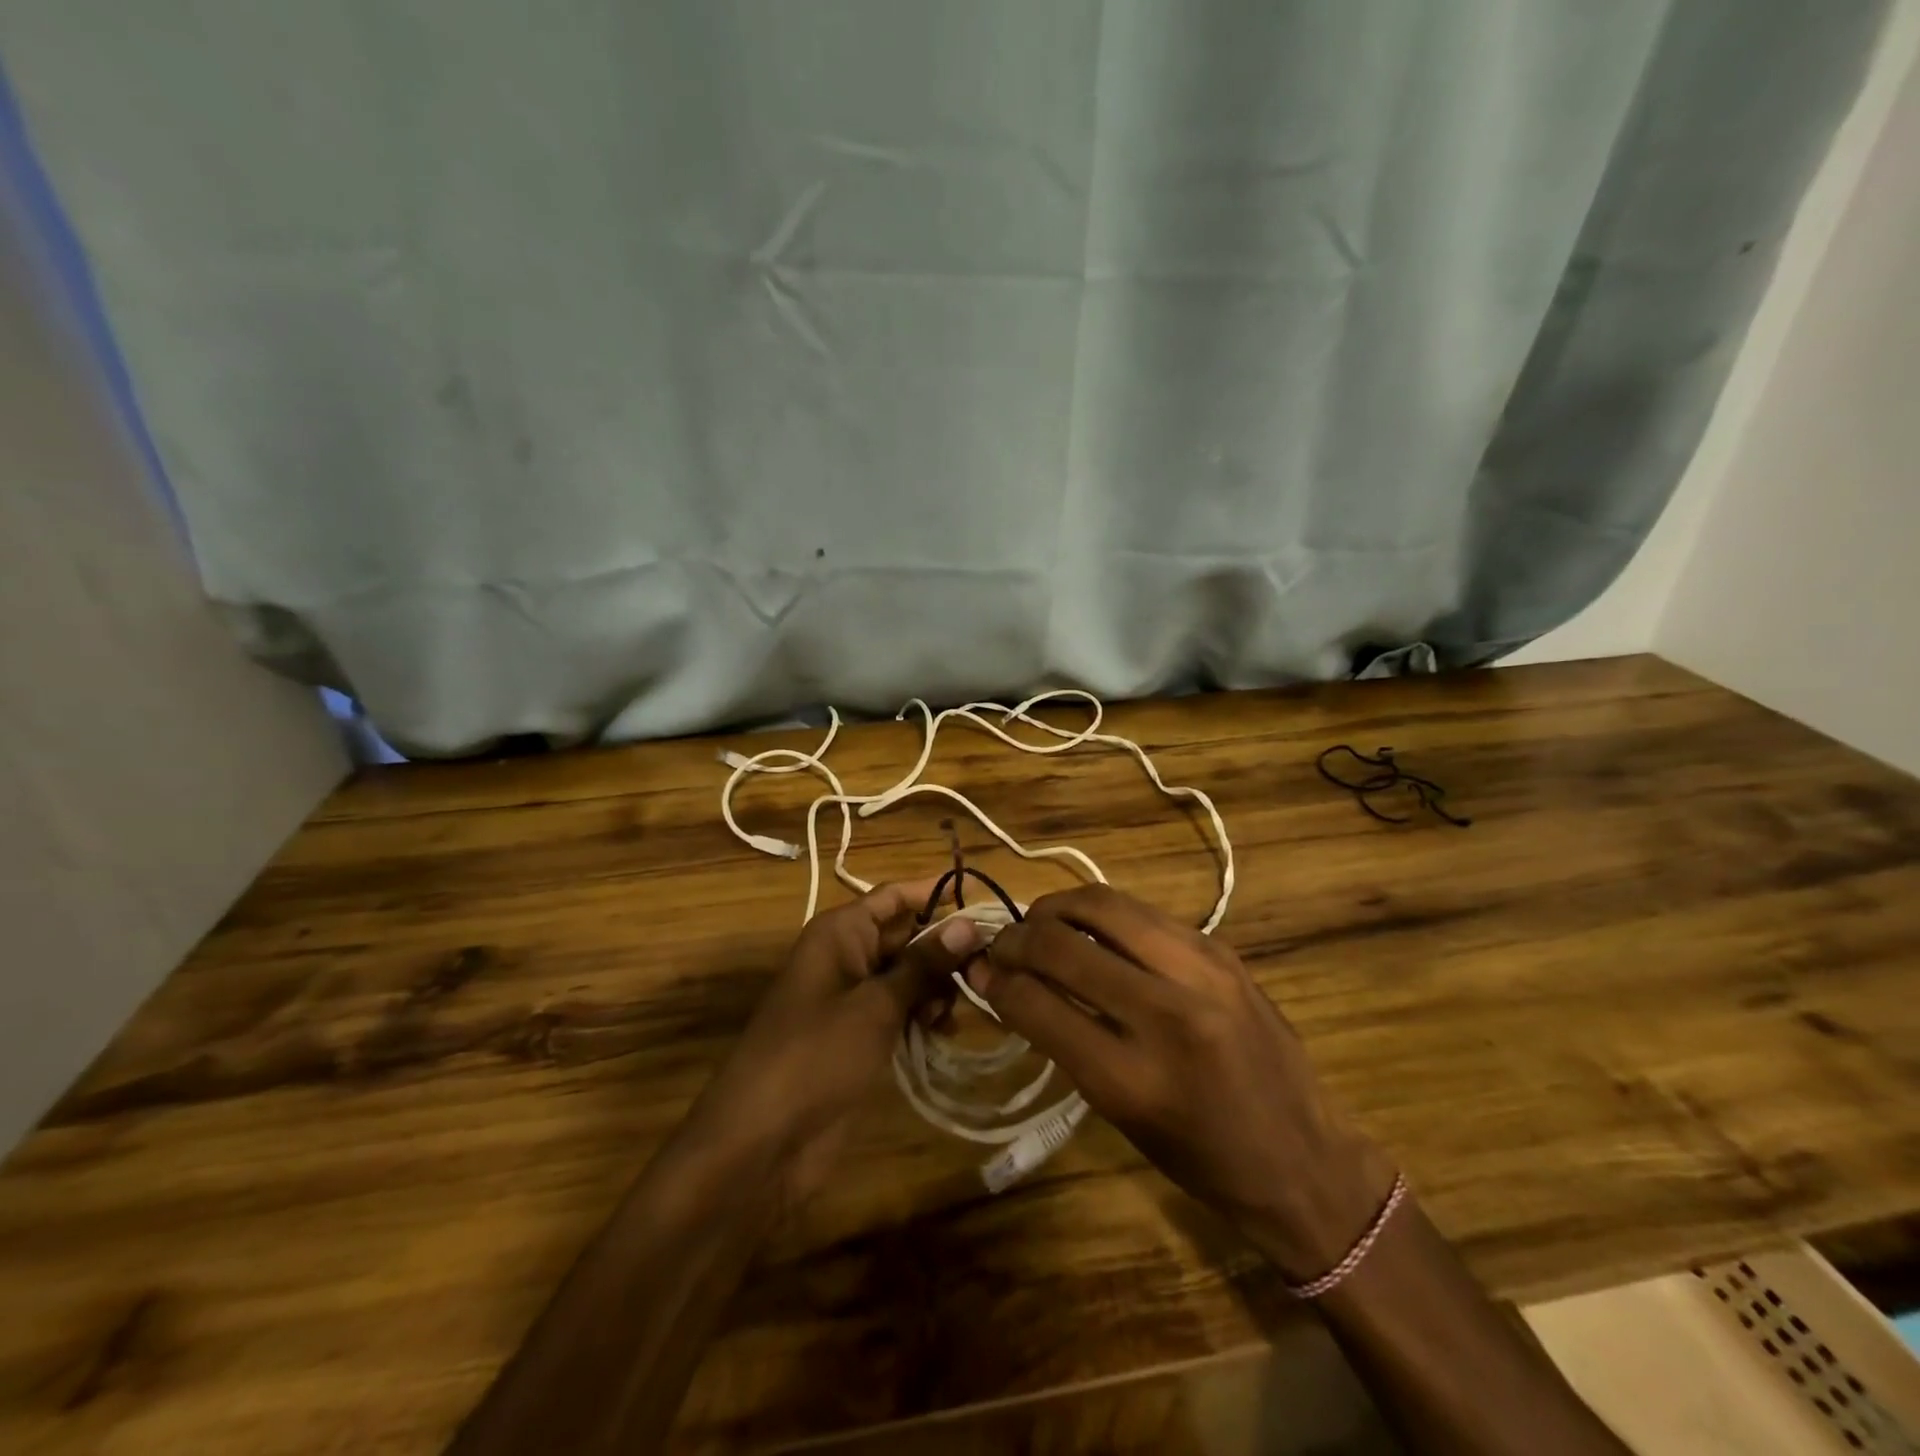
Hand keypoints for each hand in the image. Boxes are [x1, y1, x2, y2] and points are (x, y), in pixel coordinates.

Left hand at [683, 880, 980, 1209]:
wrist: (761, 1144)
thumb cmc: (816, 1056)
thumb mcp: (875, 1005)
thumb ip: (923, 964)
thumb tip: (968, 923)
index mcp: (840, 933)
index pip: (896, 897)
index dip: (938, 892)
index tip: (985, 899)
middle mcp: (846, 956)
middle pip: (906, 935)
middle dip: (945, 948)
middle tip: (987, 968)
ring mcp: (852, 998)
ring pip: (908, 975)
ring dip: (937, 987)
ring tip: (957, 1011)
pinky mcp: (860, 1036)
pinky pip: (900, 1010)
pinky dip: (924, 1016)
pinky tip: (944, 1033)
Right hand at [973, 885, 1396, 1281]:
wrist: (1303, 1157)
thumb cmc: (1200, 1156)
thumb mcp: (1118, 1111)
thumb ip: (1061, 1038)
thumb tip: (1005, 984)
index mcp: (1133, 1077)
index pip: (1037, 1002)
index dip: (995, 981)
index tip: (978, 972)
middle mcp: (1166, 1012)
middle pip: (1062, 942)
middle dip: (1016, 938)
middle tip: (1001, 946)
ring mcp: (1200, 970)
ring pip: (1102, 905)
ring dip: (1056, 909)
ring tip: (1039, 926)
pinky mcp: (1219, 948)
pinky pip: (1141, 912)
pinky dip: (1102, 915)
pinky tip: (1090, 931)